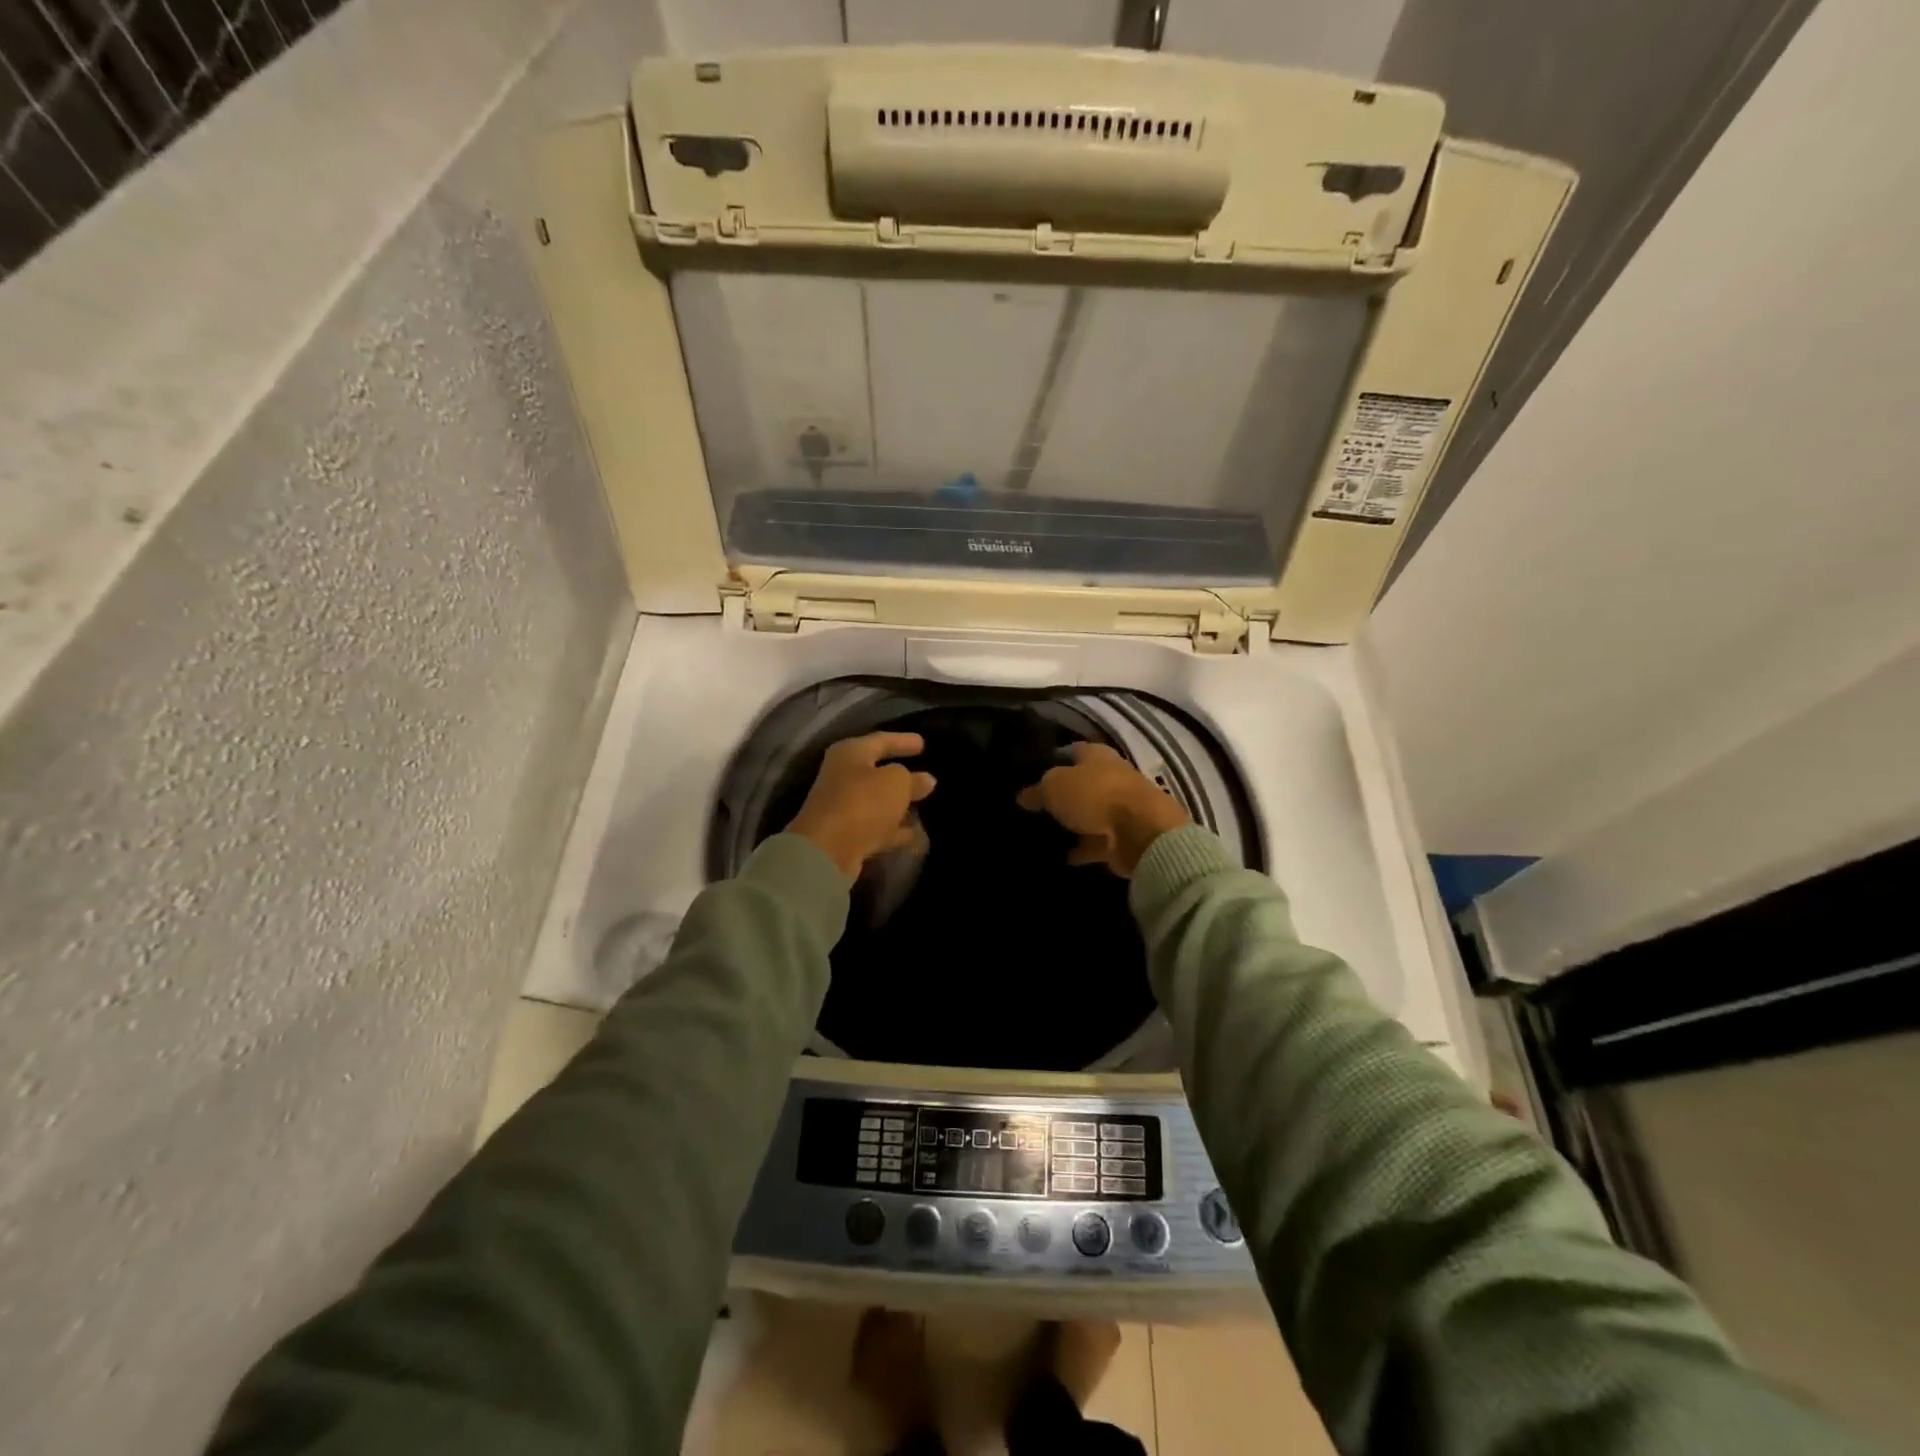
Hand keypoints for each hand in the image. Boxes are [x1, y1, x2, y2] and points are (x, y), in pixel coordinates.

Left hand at [787, 732, 936, 881]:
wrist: (827, 852)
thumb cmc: (862, 802)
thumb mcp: (896, 782)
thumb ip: (912, 779)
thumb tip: (925, 779)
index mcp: (850, 753)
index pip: (881, 740)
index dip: (903, 741)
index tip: (923, 743)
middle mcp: (842, 777)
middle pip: (877, 773)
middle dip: (903, 777)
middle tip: (927, 779)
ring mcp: (843, 808)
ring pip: (877, 803)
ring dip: (899, 807)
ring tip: (924, 808)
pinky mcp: (846, 836)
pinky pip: (876, 828)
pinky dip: (893, 830)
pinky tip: (914, 835)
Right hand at [1016, 742, 1188, 877]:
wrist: (1141, 832)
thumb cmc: (1095, 795)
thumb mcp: (1055, 786)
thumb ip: (1038, 790)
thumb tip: (1023, 796)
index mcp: (1098, 755)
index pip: (1072, 750)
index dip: (1053, 758)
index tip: (1032, 772)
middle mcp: (1112, 777)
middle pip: (1083, 783)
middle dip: (1063, 792)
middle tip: (1035, 805)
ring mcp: (1121, 809)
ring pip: (1090, 813)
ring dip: (1074, 823)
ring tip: (1045, 832)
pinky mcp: (1124, 837)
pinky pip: (1097, 842)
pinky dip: (1083, 849)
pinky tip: (1062, 857)